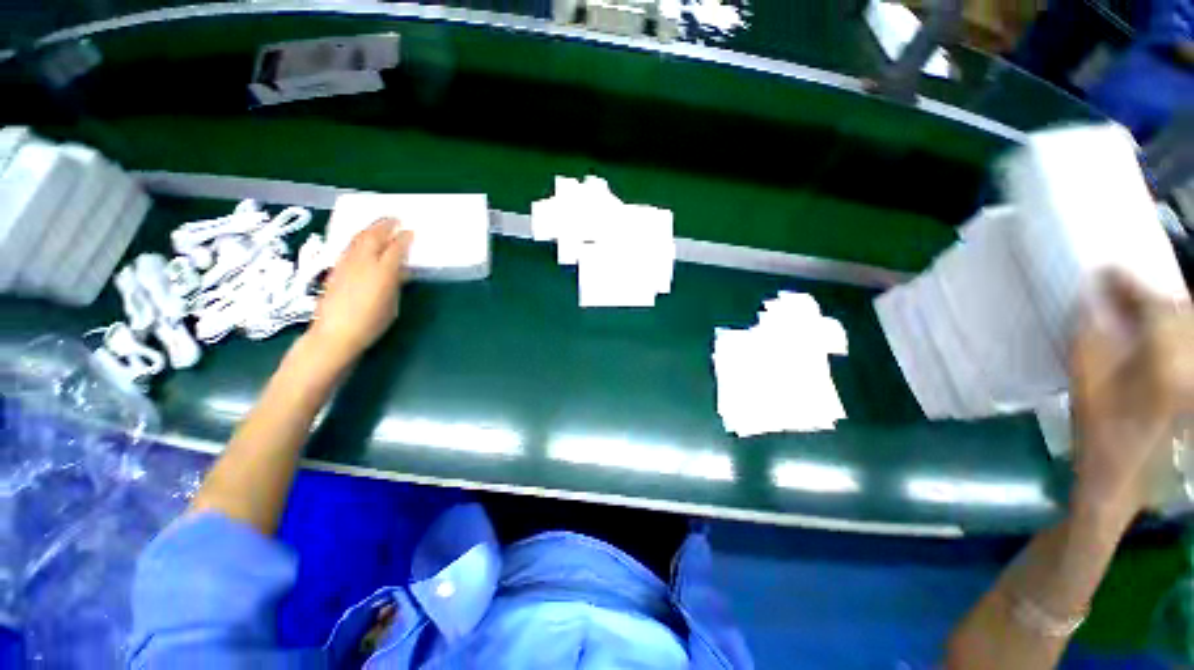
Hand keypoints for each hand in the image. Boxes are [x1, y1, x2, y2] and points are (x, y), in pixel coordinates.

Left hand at [307, 219, 412, 362]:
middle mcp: (363, 263)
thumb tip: (399, 270)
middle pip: (374, 236)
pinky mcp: (335, 268)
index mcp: (383, 272)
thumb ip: (395, 283)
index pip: (395, 248)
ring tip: (379, 224)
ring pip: (358, 238)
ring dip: (370, 228)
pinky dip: (358, 238)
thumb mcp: (392, 304)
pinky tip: (362, 240)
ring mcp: (346, 264)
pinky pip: (348, 246)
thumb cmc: (371, 324)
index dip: (404, 238)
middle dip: (385, 225)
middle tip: (395, 218)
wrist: (335, 333)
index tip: (411, 231)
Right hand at [1069, 272, 1193, 524]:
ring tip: (1142, 307)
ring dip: (1167, 310)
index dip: (1128, 283)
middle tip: (1122, 288)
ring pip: (1190, 325)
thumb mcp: (1084, 383)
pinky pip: (1190, 345)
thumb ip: (1089, 336)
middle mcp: (1191, 362)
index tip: (1104, 270)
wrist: (1125, 478)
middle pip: (1181, 310)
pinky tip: (1161, 333)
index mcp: (1164, 361)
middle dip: (1152, 294)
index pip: (1154, 304)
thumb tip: (1091, 299)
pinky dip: (1177, 330)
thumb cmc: (1099, 431)